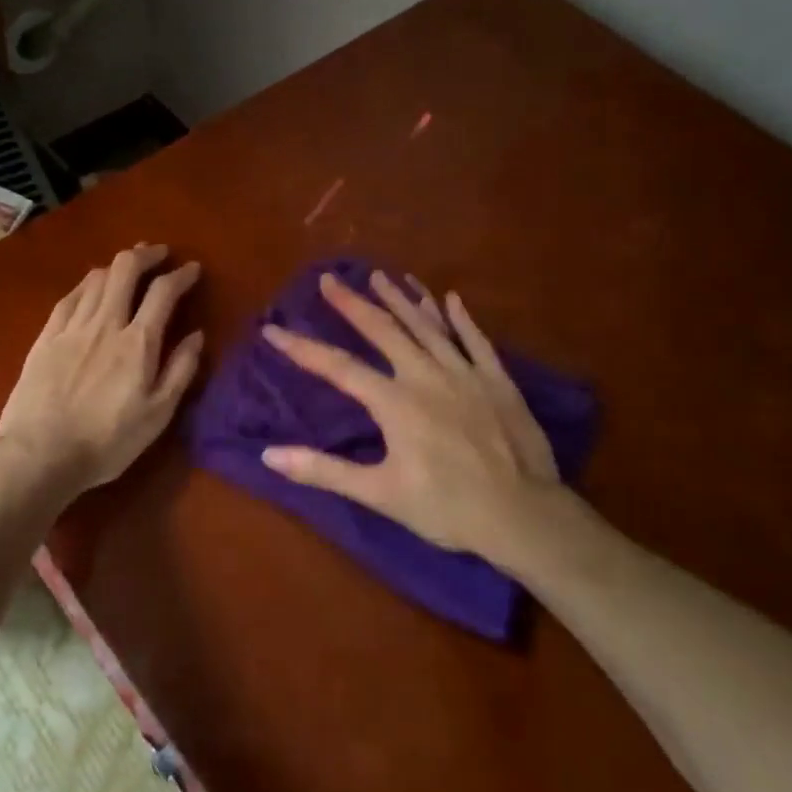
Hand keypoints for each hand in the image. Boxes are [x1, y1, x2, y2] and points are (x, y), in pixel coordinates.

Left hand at [0, 244, 203, 499]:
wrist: (40, 454)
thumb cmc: (107, 441)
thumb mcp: (158, 415)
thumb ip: (180, 370)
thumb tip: (196, 335)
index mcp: (138, 342)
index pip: (163, 292)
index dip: (181, 275)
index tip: (192, 269)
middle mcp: (105, 323)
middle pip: (125, 269)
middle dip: (146, 254)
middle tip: (158, 254)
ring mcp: (71, 327)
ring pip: (95, 278)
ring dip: (116, 266)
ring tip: (127, 267)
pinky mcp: (45, 337)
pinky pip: (69, 297)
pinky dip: (86, 284)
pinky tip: (90, 286)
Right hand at [260, 270, 575, 565]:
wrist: (524, 515)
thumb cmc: (447, 508)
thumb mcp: (379, 493)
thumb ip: (323, 470)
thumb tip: (268, 456)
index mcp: (394, 402)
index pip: (338, 367)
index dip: (302, 348)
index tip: (273, 328)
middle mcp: (425, 375)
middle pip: (383, 330)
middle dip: (353, 303)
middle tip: (330, 279)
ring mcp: (464, 373)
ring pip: (427, 326)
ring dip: (401, 299)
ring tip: (380, 276)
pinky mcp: (497, 380)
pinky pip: (475, 339)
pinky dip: (460, 318)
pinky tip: (449, 298)